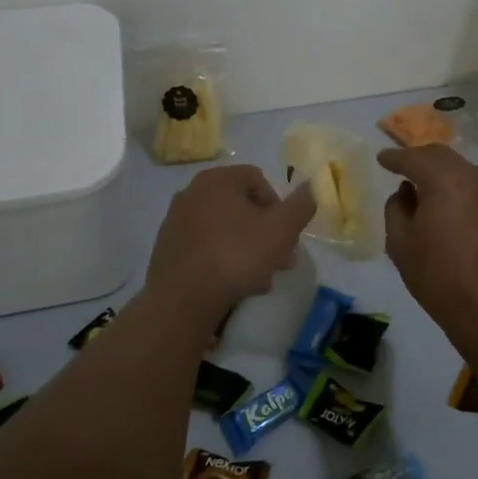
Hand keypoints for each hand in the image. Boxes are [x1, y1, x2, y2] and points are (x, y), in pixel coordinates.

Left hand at [146, 165, 314, 328]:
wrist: (182, 299)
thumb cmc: (236, 255)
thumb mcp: (281, 229)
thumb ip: (301, 205)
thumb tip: (309, 187)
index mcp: (218, 180)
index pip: (258, 179)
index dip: (279, 205)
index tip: (286, 234)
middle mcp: (192, 193)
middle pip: (241, 206)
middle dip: (265, 232)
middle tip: (281, 260)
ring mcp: (176, 221)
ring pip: (224, 229)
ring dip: (247, 248)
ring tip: (261, 278)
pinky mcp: (167, 249)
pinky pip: (205, 246)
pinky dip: (223, 259)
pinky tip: (235, 284)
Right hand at [380, 145, 477, 349]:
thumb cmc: (438, 276)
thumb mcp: (400, 243)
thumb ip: (396, 208)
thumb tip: (406, 193)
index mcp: (445, 180)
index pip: (414, 158)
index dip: (394, 157)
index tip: (382, 158)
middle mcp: (475, 178)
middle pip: (443, 156)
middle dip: (422, 159)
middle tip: (406, 168)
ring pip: (466, 173)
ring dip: (447, 176)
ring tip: (433, 192)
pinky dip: (467, 194)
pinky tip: (460, 214)